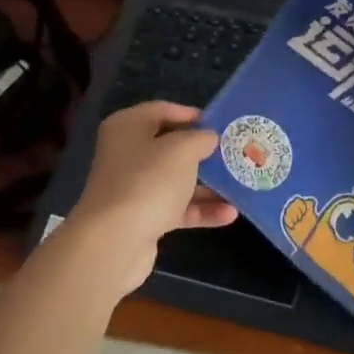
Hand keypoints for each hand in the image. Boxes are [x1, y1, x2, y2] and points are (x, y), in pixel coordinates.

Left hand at [65, 102, 237, 297]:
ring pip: (176, 179)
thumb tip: (209, 138)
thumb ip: (201, 138)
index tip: (220, 124)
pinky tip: (229, 214)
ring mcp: (133, 187)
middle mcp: (127, 153)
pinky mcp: (142, 217)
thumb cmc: (148, 181)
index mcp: (128, 127)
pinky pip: (176, 207)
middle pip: (171, 146)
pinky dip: (200, 209)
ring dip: (207, 184)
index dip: (192, 115)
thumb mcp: (182, 150)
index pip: (163, 110)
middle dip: (203, 152)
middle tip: (234, 153)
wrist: (114, 243)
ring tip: (239, 184)